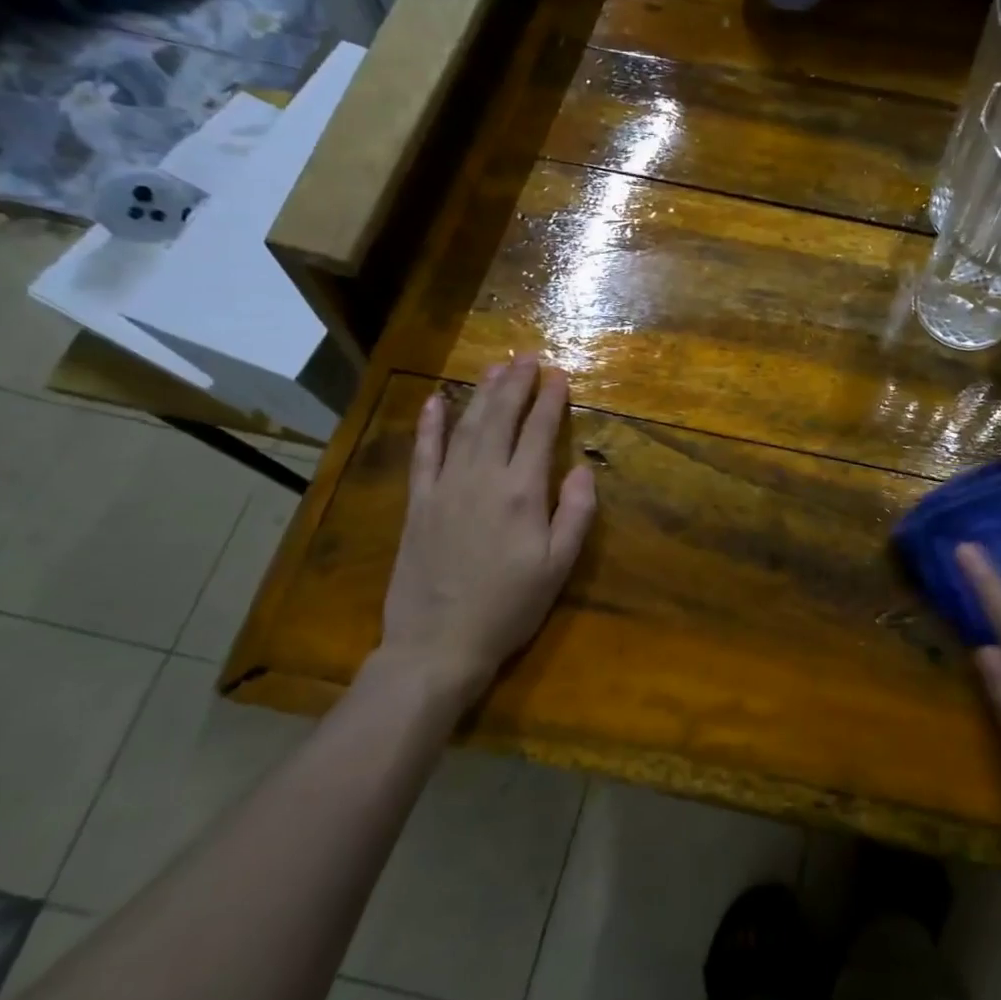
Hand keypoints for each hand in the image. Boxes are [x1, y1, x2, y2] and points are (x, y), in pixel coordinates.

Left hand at [378, 354, 595, 704]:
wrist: (438, 642)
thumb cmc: (509, 607)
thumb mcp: (558, 567)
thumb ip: (575, 513)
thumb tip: (582, 468)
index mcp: (521, 493)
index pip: (538, 432)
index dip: (550, 401)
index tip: (559, 375)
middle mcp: (482, 478)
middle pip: (500, 418)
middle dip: (516, 384)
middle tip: (527, 357)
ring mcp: (445, 487)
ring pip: (465, 427)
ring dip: (482, 394)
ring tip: (496, 368)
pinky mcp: (418, 503)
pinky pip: (423, 454)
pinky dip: (429, 424)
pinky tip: (435, 400)